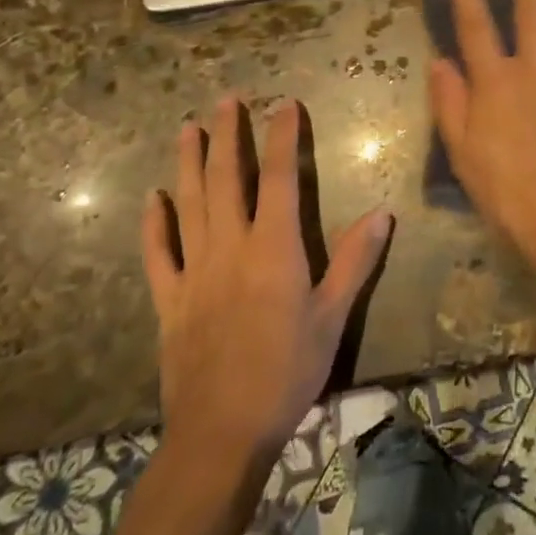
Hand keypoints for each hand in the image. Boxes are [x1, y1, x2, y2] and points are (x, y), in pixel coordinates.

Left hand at [143, 97, 391, 463]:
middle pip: (227, 179)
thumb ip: (355, 261)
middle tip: (226, 100)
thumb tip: (382, 212)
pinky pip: (159, 254)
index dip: (283, 137)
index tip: (284, 104)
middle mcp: (231, 247)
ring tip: (187, 129)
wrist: (221, 433)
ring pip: (190, 204)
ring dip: (189, 164)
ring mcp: (195, 271)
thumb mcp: (332, 318)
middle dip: (228, 136)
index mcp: (273, 247)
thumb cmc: (286, 372)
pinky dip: (155, 224)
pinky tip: (153, 198)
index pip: (280, 177)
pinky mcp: (170, 300)